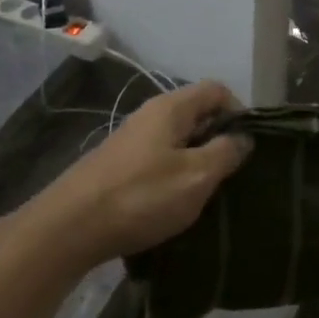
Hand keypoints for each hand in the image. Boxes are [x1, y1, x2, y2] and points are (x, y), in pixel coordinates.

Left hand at [33, 81, 252, 267]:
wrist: (69, 228)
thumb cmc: (140, 197)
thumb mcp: (195, 177)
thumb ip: (225, 153)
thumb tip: (244, 137)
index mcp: (171, 108)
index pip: (217, 90)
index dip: (240, 111)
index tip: (249, 146)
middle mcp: (150, 115)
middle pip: (198, 114)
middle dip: (220, 140)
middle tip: (234, 174)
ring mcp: (132, 141)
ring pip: (178, 140)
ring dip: (198, 162)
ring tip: (209, 193)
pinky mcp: (119, 166)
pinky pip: (160, 160)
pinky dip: (175, 176)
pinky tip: (177, 204)